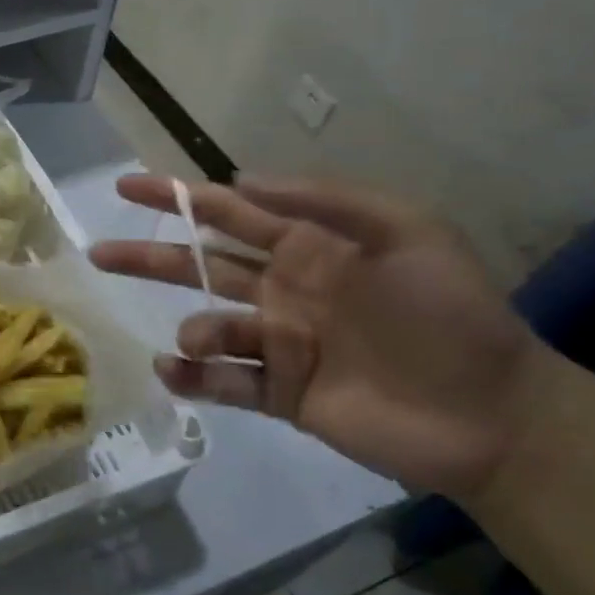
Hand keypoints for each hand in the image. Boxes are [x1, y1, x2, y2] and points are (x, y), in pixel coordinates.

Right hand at [90, 174, 550, 502]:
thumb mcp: (407, 232)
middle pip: (199, 267)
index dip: (176, 198)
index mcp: (306, 249)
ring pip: (208, 327)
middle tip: (100, 253)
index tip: (127, 186)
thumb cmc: (451, 315)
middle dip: (149, 257)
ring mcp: (277, 343)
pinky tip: (176, 372)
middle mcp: (281, 291)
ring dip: (193, 331)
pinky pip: (224, 382)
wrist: (495, 414)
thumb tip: (240, 180)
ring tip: (200, 340)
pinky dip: (194, 378)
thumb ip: (324, 201)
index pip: (226, 213)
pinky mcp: (280, 393)